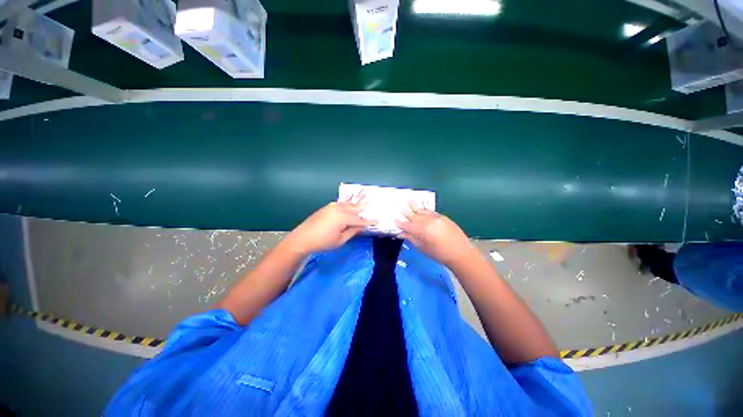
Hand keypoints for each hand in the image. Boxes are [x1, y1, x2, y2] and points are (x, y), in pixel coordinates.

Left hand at [284, 192, 375, 255]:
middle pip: (354, 208)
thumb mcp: (340, 240)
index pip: (360, 220)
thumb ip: (352, 231)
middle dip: (363, 207)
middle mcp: (339, 209)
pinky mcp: (327, 207)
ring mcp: (332, 206)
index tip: (378, 221)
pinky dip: (347, 202)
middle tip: (372, 202)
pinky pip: (341, 203)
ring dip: (356, 203)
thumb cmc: (323, 242)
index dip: (369, 222)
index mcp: (344, 217)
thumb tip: (361, 226)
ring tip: (364, 197)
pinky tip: (350, 201)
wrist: (302, 238)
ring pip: (348, 204)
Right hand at [396, 202, 474, 265]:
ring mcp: (436, 218)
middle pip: (414, 216)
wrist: (460, 253)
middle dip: (406, 212)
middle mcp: (428, 221)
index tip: (393, 218)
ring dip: (415, 205)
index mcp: (422, 230)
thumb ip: (411, 239)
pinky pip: (431, 211)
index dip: (400, 223)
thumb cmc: (439, 254)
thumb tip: (401, 233)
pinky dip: (425, 207)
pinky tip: (422, 204)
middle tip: (400, 207)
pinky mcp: (442, 217)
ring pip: (422, 211)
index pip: (407, 225)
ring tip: (408, 199)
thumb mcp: (422, 248)